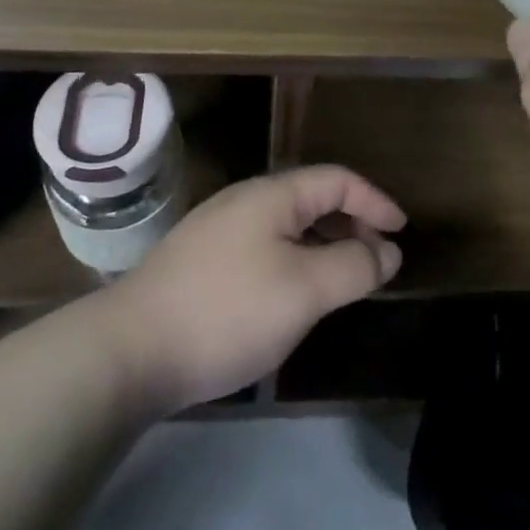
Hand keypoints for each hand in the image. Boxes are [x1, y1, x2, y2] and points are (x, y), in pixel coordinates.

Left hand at [99, 166, 405, 414]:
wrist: (128, 350)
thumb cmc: (227, 311)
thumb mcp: (304, 290)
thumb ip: (353, 266)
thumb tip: (388, 250)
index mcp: (272, 195)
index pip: (337, 179)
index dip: (375, 200)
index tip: (401, 232)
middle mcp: (245, 201)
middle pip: (312, 198)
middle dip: (351, 223)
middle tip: (377, 260)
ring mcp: (218, 231)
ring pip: (287, 226)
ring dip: (324, 245)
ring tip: (343, 281)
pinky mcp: (201, 262)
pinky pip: (265, 248)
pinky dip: (296, 261)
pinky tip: (294, 297)